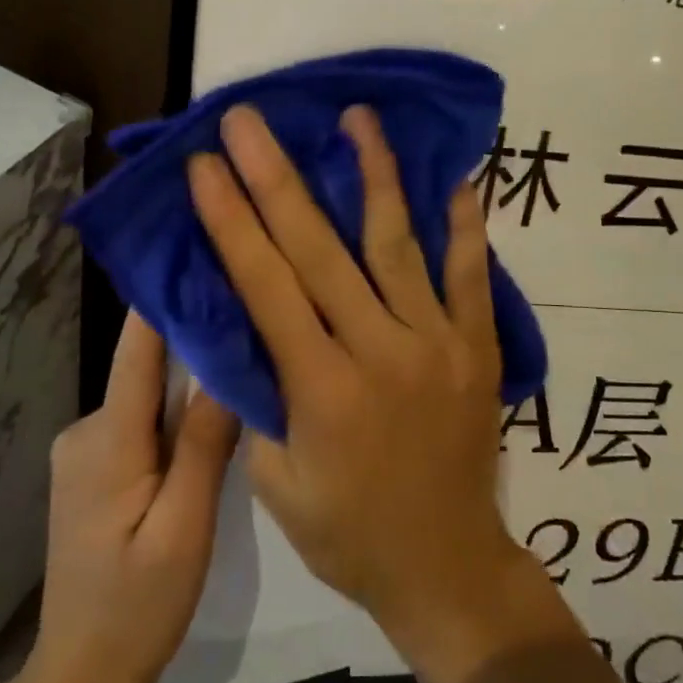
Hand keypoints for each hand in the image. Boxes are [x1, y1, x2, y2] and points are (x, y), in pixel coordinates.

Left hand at [19, 311, 237, 682]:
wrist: (80, 677)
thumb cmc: (136, 607)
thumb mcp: (185, 528)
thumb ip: (204, 443)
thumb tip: (226, 361)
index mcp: (107, 438)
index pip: (138, 345)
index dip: (168, 295)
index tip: (205, 251)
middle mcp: (86, 428)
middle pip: (148, 367)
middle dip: (196, 343)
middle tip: (255, 318)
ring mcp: (85, 448)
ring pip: (149, 396)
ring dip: (190, 384)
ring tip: (247, 366)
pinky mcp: (93, 467)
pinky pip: (142, 421)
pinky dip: (175, 415)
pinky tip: (212, 422)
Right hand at [187, 104, 551, 664]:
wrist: (446, 566)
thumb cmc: (348, 533)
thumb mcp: (275, 482)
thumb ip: (258, 396)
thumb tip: (241, 323)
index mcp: (320, 387)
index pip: (265, 285)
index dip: (231, 220)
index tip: (205, 166)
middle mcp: (379, 349)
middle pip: (319, 249)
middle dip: (275, 178)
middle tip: (248, 120)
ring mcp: (437, 341)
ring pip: (397, 243)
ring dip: (373, 174)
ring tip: (356, 117)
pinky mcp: (478, 345)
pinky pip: (471, 273)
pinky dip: (464, 224)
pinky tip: (454, 176)